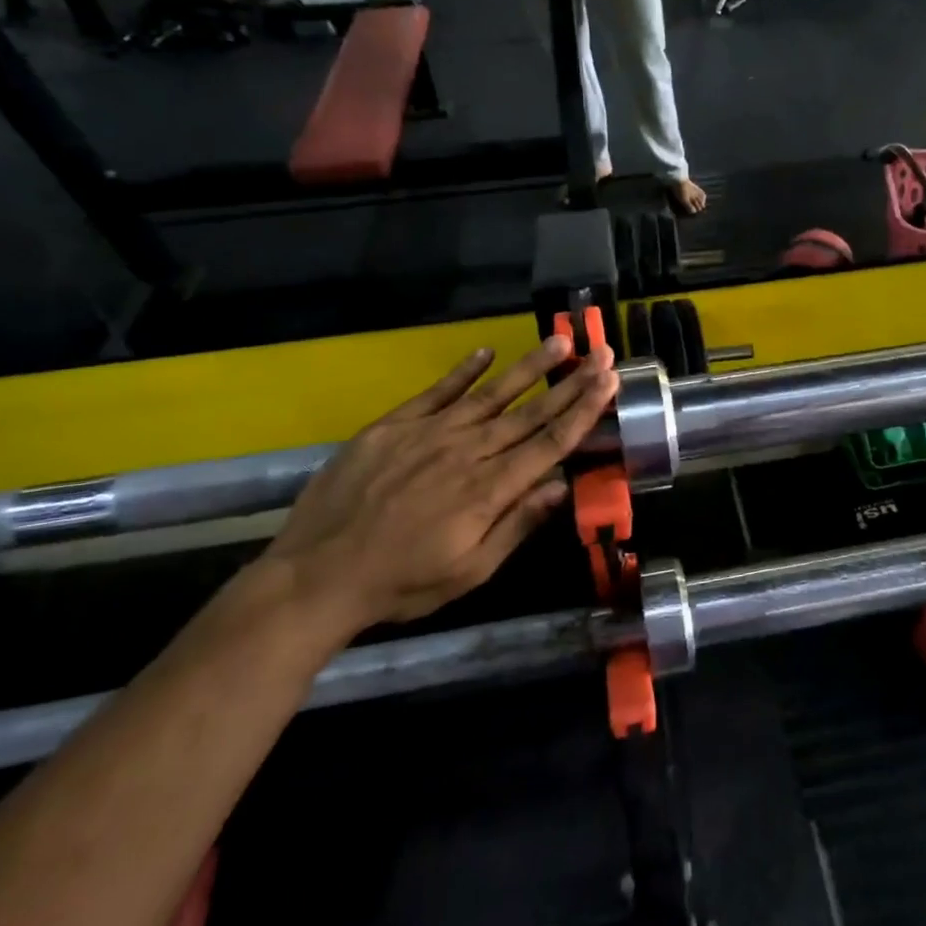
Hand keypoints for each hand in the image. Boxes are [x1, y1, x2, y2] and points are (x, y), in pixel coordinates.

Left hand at [261, 336, 618, 639]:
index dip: (583, 411)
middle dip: (571, 382)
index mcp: (488, 490)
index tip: (610, 382)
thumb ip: (516, 525)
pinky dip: (463, 371)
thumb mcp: (468, 572)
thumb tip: (561, 485)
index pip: (549, 443)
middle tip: (602, 353)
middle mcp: (466, 452)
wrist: (316, 576)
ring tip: (560, 341)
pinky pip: (436, 392)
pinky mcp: (393, 426)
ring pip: (490, 394)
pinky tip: (486, 352)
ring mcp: (428, 433)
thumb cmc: (401, 583)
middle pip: (529, 413)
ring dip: (529, 368)